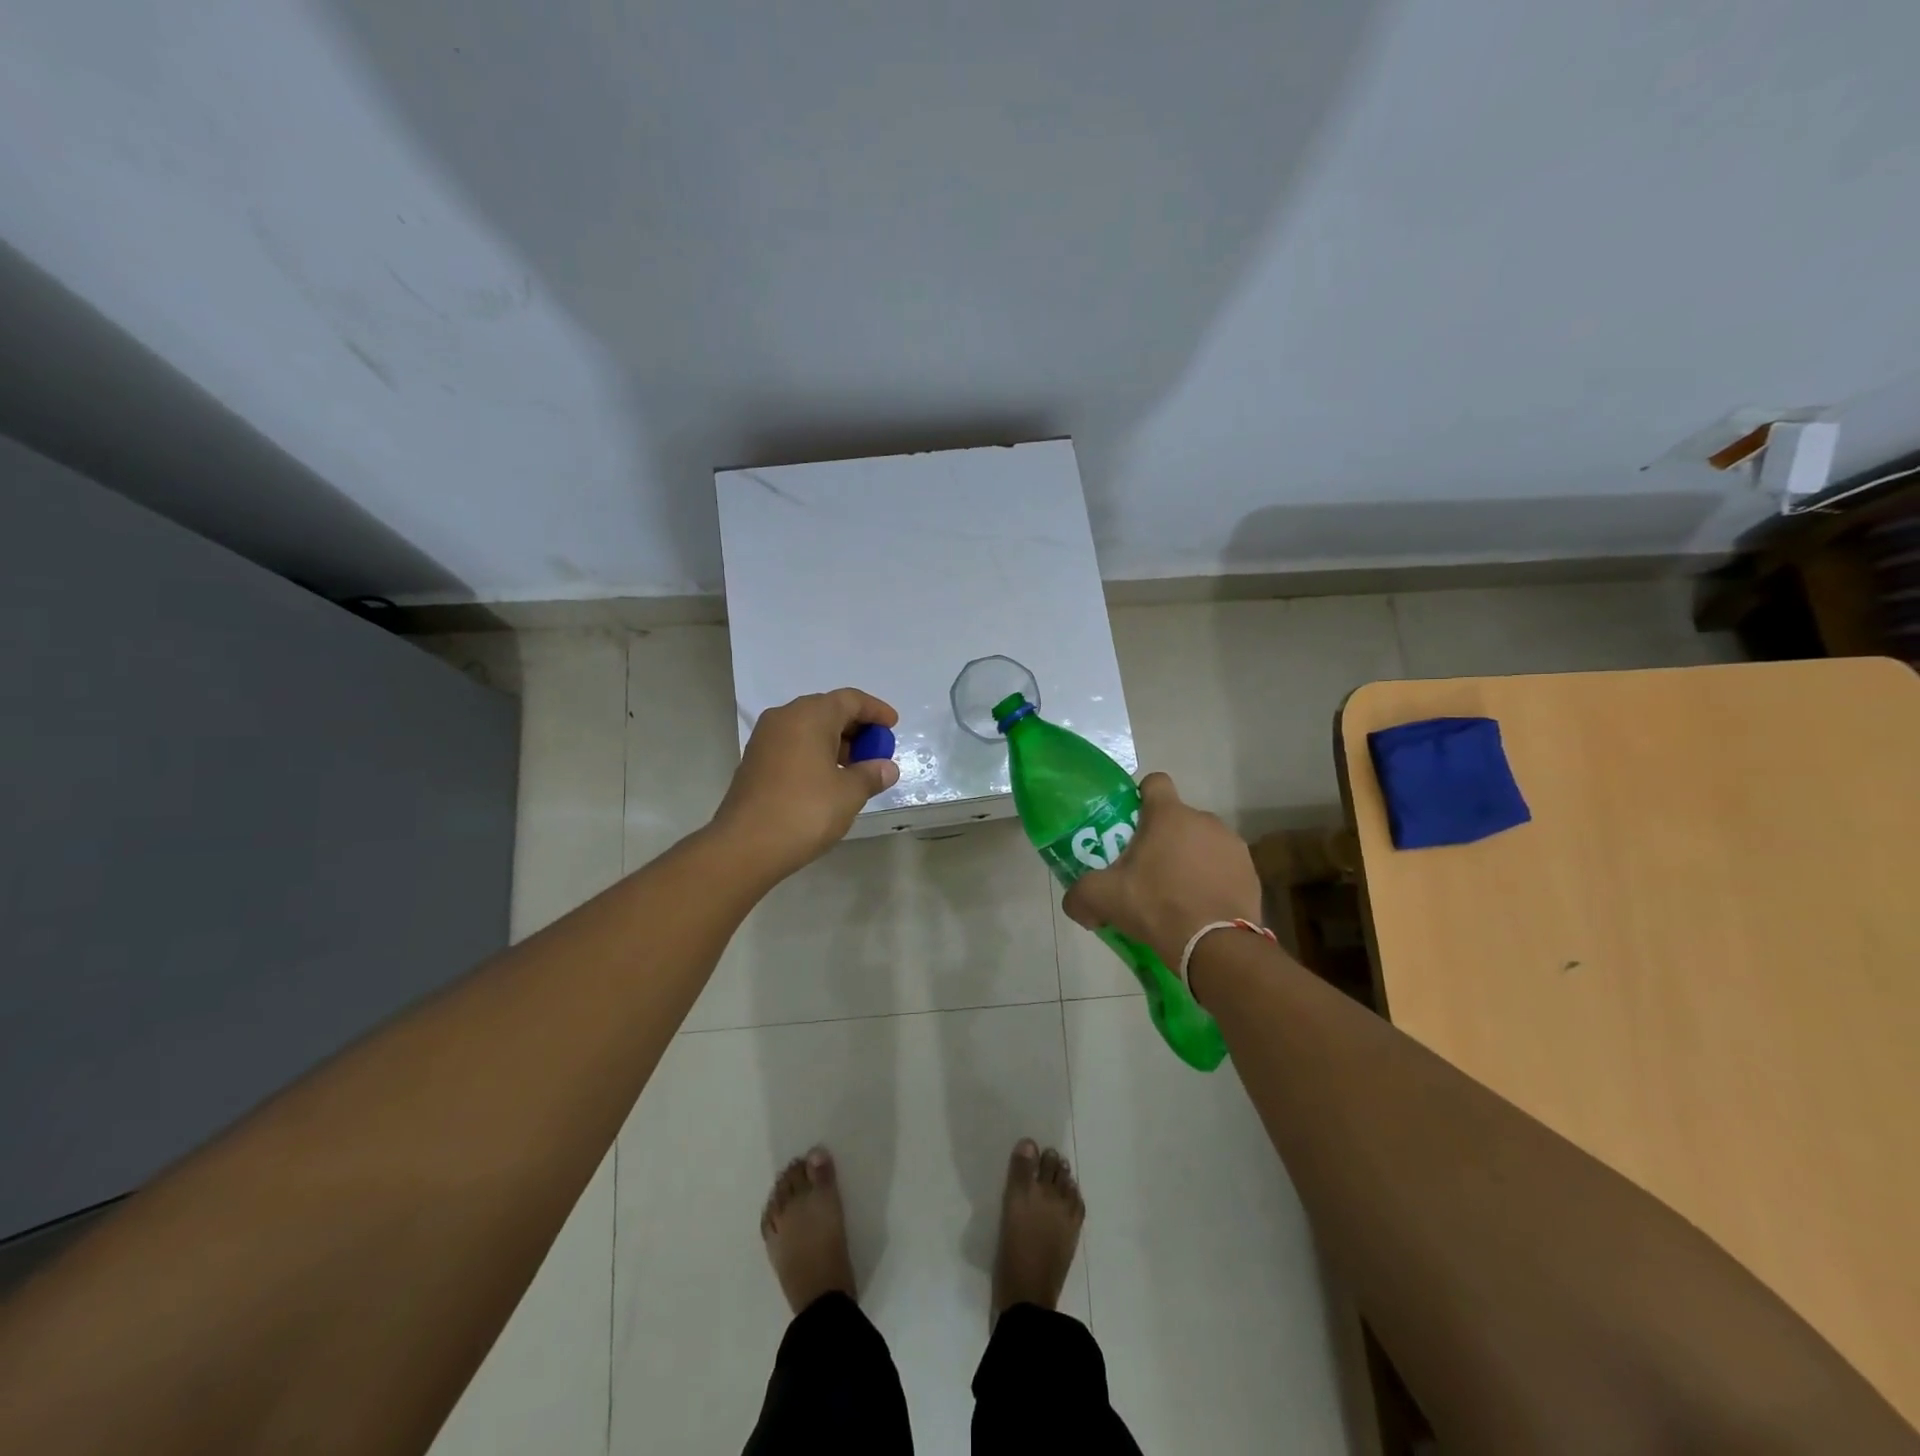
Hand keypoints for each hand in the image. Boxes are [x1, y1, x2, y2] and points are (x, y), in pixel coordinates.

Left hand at [711, 688, 900, 880]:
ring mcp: (765, 740)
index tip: (893, 726)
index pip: (850, 700)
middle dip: (856, 728)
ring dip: (835, 742)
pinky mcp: (755, 761)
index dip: (875, 710)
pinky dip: (815, 754)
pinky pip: (794, 745)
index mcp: (809, 716)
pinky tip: (829, 779)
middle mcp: (784, 718)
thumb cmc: (805, 811)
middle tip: (877, 750)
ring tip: (856, 769)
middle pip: (827, 710)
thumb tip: (887, 768)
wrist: (745, 846)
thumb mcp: (849, 793)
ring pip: (809, 729)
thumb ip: (871, 774)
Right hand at [1061, 772, 1260, 969]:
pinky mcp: (1251, 873)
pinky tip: (1201, 907)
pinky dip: (1212, 880)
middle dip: (1163, 838)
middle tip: (1146, 870)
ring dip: (1190, 859)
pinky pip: (1224, 867)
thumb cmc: (1156, 906)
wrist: (1216, 945)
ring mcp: (1232, 845)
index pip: (1155, 783)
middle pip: (1177, 818)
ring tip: (1176, 893)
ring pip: (1203, 843)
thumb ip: (1080, 895)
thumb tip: (1076, 904)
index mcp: (1169, 815)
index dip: (1141, 797)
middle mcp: (1204, 820)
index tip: (1132, 823)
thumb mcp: (1103, 899)